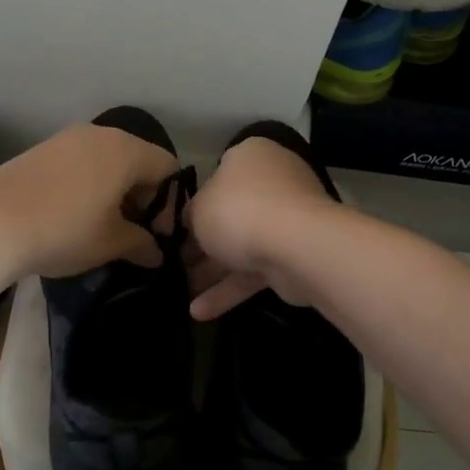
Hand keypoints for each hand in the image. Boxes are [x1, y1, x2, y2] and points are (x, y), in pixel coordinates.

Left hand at [0, 122, 178, 278]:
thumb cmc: (64, 230)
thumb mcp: (110, 243)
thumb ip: (141, 244)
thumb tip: (157, 253)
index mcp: (125, 151)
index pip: (167, 167)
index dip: (170, 202)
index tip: (155, 234)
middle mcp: (100, 134)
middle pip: (137, 160)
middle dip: (141, 196)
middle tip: (132, 232)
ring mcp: (67, 138)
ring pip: (106, 160)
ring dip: (113, 189)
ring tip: (101, 225)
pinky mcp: (42, 148)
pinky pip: (80, 161)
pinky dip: (88, 183)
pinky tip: (72, 213)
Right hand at [185, 134, 342, 318]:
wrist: (294, 245)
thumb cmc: (238, 210)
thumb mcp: (198, 208)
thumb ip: (191, 214)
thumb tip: (192, 221)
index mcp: (250, 156)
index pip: (219, 173)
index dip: (196, 201)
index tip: (177, 225)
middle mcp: (273, 181)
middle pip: (231, 213)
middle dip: (203, 242)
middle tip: (175, 261)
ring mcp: (288, 220)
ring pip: (243, 245)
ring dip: (213, 271)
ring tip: (179, 292)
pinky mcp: (295, 256)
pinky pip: (255, 271)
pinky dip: (229, 290)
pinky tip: (199, 312)